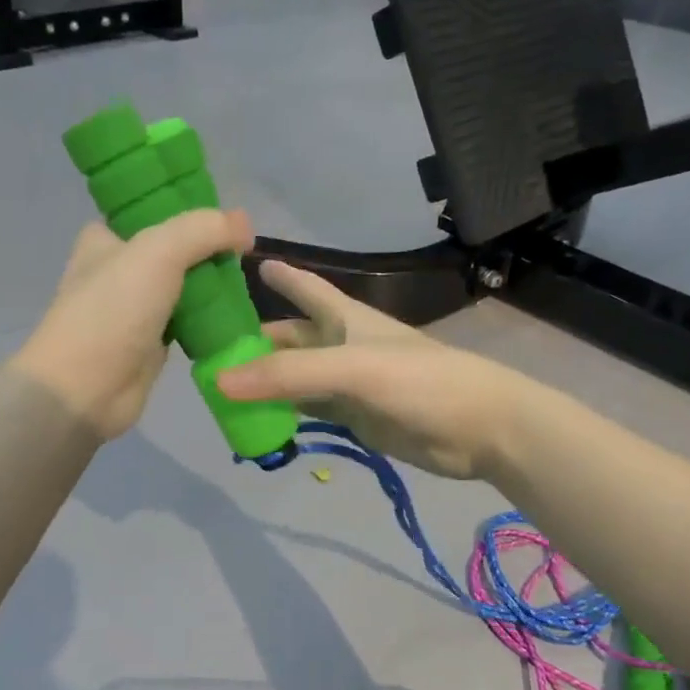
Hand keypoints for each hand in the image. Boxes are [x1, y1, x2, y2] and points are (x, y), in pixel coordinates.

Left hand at [13, 210, 254, 439]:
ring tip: (248, 281)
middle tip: (245, 252)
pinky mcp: (152, 342)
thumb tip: (245, 225)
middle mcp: (119, 269)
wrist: (85, 390)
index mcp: (106, 238)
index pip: (152, 210)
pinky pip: (190, 321)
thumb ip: (204, 229)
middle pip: (176, 248)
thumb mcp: (158, 252)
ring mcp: (136, 308)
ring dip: (214, 285)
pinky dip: (211, 318)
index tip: (228, 218)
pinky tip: (238, 313)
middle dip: (209, 249)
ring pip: (185, 285)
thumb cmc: (113, 311)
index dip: (189, 209)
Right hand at [214, 260, 523, 479]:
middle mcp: (343, 346)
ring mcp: (348, 384)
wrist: (479, 428)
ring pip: (296, 378)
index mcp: (346, 318)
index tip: (246, 261)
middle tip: (209, 348)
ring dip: (265, 381)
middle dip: (257, 341)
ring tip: (220, 387)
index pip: (306, 289)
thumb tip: (220, 380)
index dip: (281, 275)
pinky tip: (257, 419)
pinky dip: (284, 413)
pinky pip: (310, 411)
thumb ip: (289, 374)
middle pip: (292, 338)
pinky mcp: (355, 418)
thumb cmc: (421, 381)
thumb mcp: (352, 369)